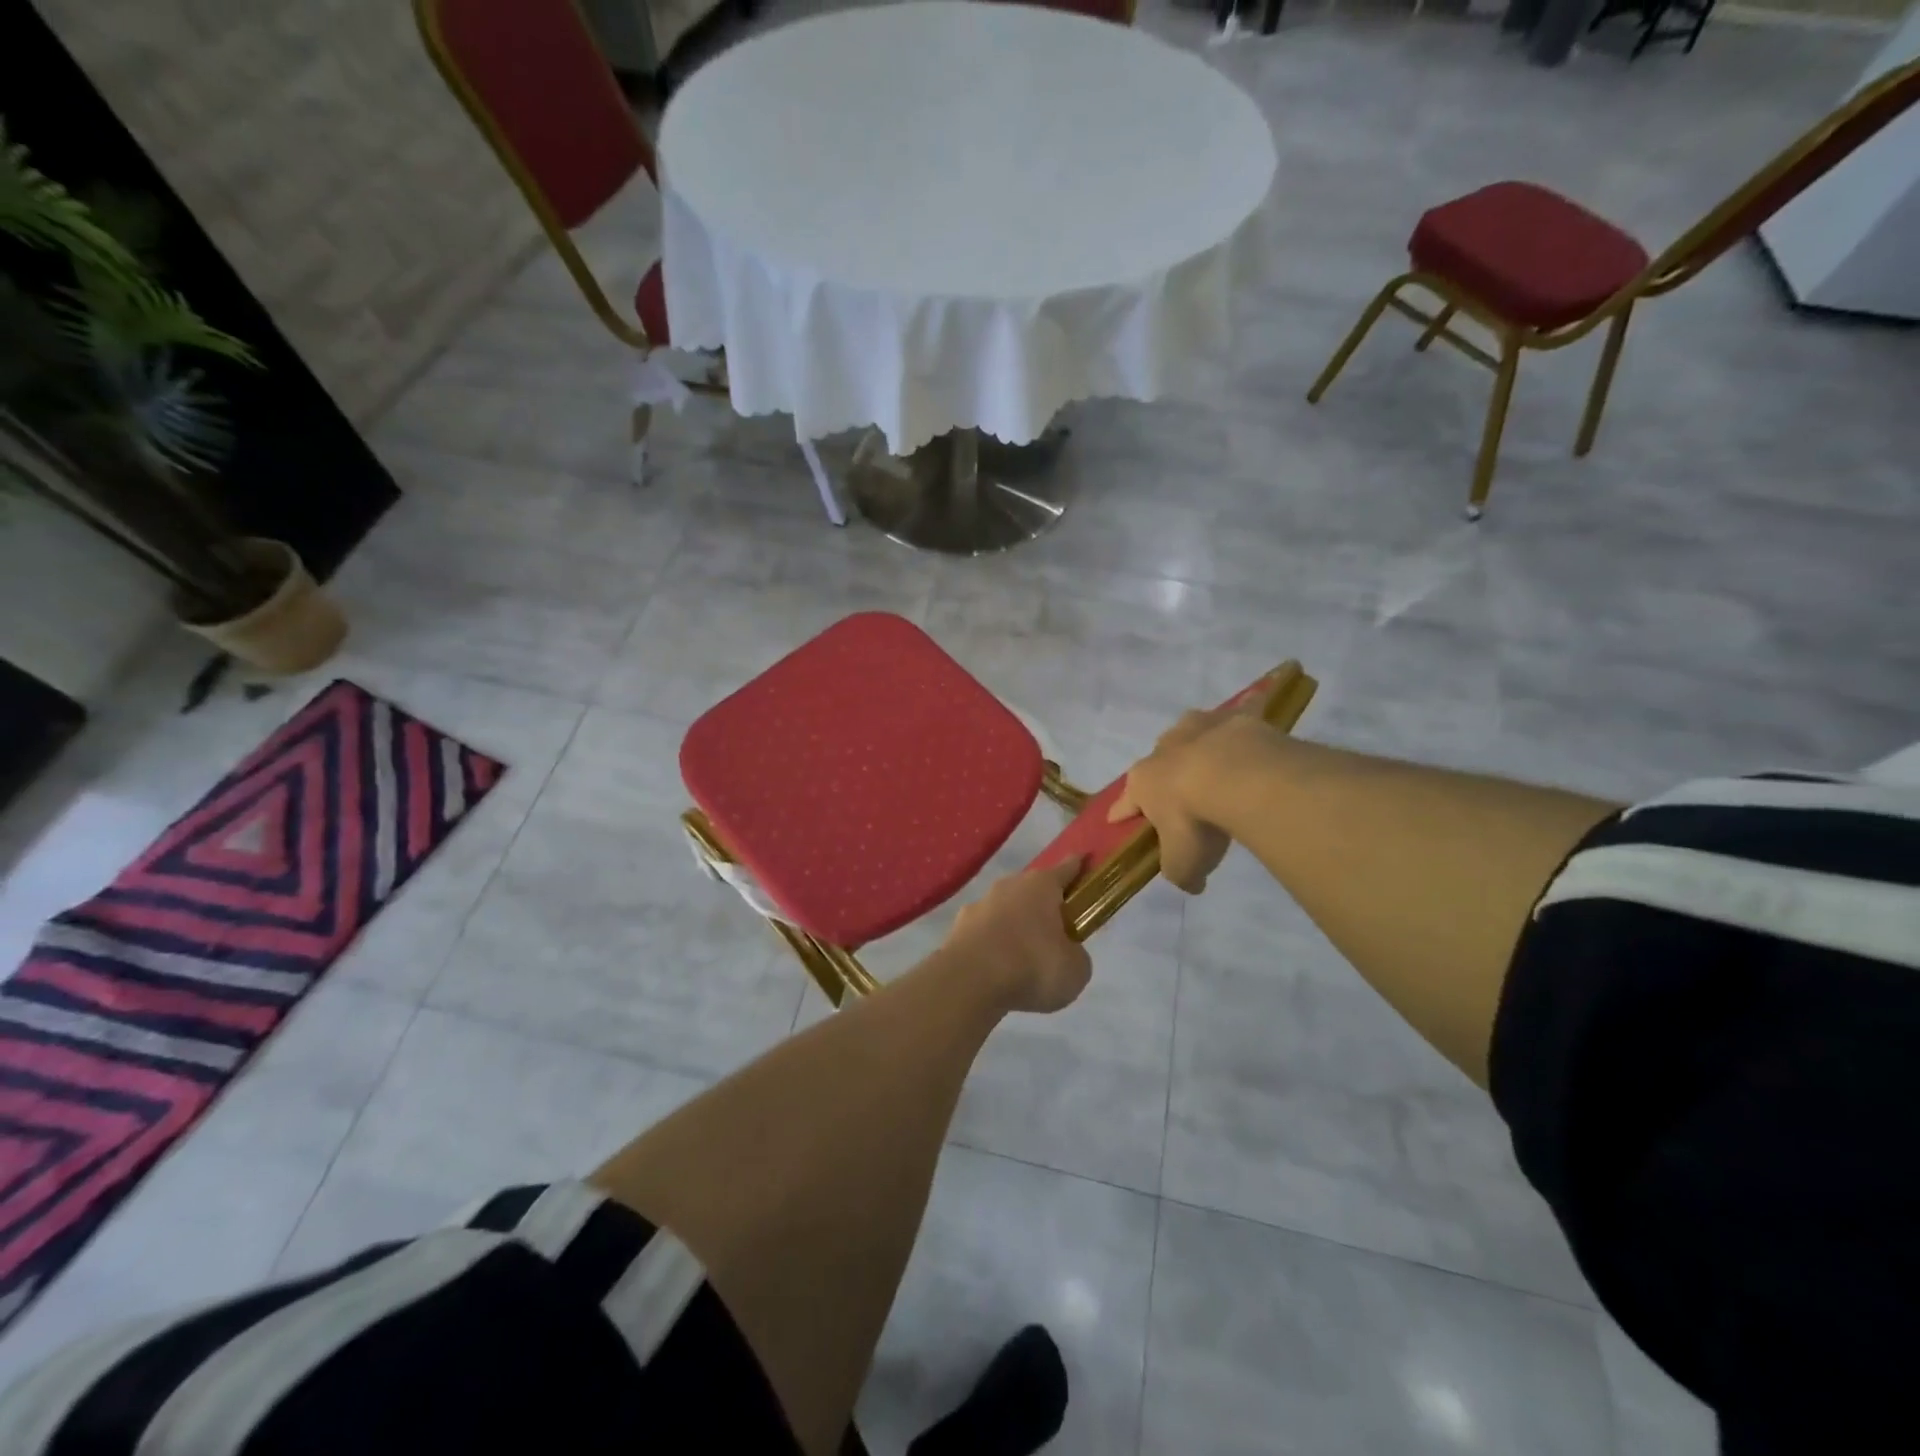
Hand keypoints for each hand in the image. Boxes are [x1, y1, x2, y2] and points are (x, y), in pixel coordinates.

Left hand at [945, 857, 1092, 1014]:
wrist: (969, 982)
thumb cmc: (1032, 966)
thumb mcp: (1075, 969)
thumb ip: (1075, 954)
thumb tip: (1066, 952)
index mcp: (1042, 885)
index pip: (1067, 869)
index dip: (1078, 867)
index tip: (1085, 860)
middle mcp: (1009, 885)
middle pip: (1033, 889)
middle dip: (1044, 903)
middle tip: (1056, 926)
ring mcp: (980, 904)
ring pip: (1005, 909)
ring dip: (1015, 924)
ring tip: (1025, 953)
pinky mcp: (958, 927)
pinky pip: (984, 931)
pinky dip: (993, 943)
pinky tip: (997, 965)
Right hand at [1109, 702, 1262, 893]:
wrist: (1236, 776)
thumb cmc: (1196, 821)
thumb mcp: (1183, 861)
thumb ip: (1181, 874)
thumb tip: (1192, 884)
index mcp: (1143, 782)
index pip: (1126, 803)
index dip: (1122, 814)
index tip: (1117, 820)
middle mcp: (1163, 750)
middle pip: (1158, 763)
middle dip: (1164, 774)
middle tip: (1180, 793)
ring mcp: (1198, 728)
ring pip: (1190, 734)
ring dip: (1196, 744)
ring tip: (1214, 760)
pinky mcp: (1233, 718)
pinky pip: (1236, 714)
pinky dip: (1242, 716)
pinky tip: (1250, 718)